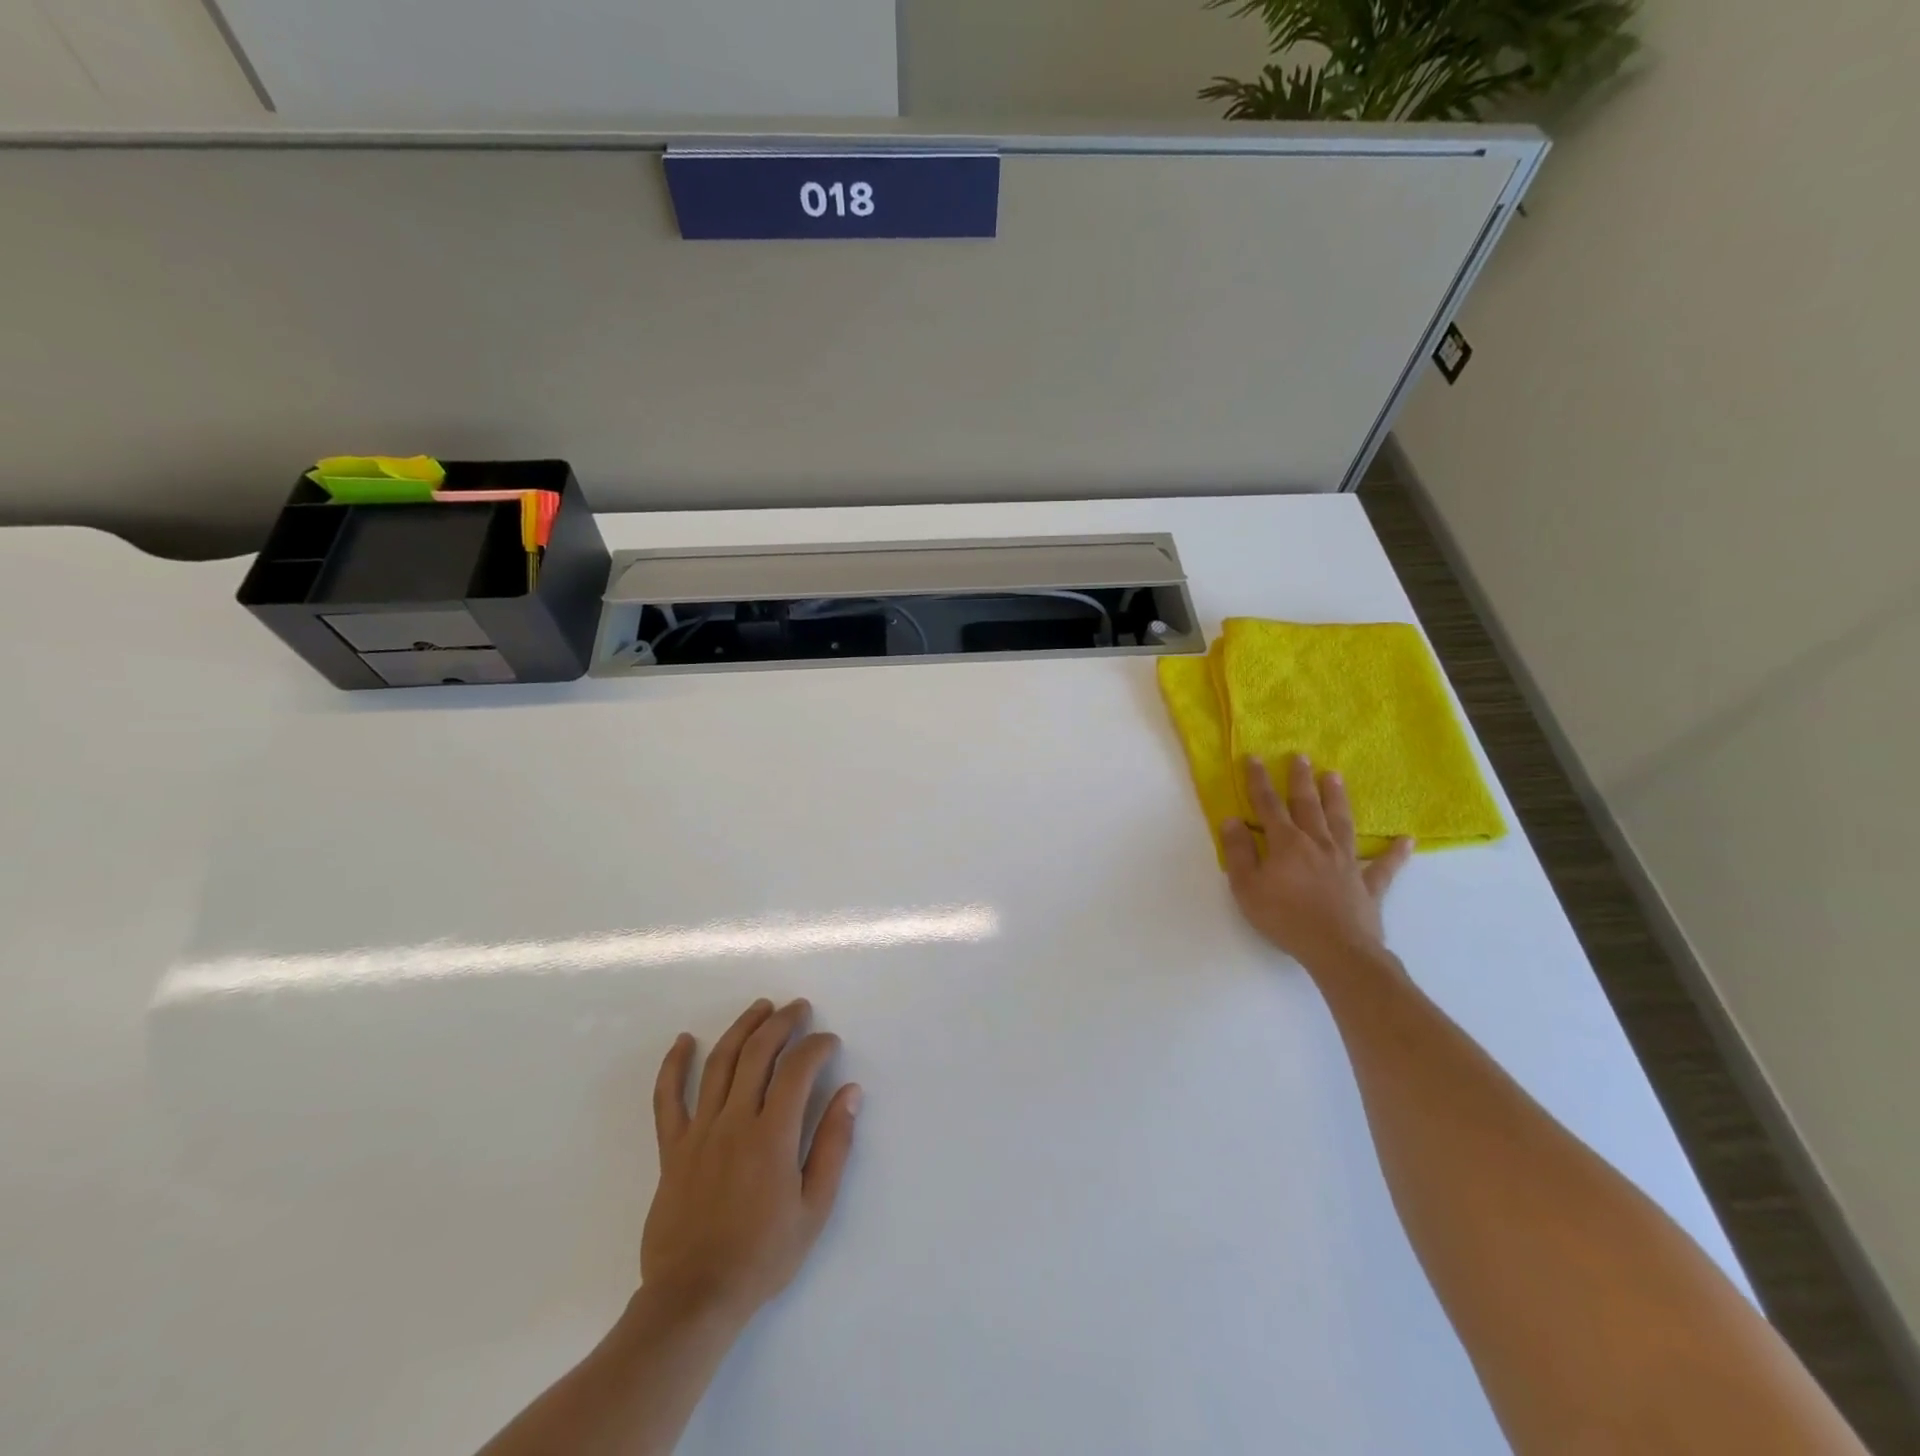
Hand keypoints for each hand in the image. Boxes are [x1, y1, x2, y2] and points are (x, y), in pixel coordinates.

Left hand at [641, 998, 860, 1326]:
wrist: (694, 1299)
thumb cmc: (763, 1256)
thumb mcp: (814, 1208)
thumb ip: (833, 1146)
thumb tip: (850, 1093)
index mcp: (772, 1136)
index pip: (798, 1069)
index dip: (817, 1047)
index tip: (829, 1043)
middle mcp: (734, 1121)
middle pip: (758, 1053)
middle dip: (783, 1023)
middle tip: (799, 1008)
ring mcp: (699, 1131)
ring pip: (719, 1063)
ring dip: (742, 1028)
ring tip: (760, 1008)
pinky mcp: (672, 1148)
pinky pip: (668, 1098)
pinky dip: (673, 1065)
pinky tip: (683, 1040)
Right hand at [1221, 755, 1413, 977]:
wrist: (1336, 950)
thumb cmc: (1284, 918)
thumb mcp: (1246, 887)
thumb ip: (1237, 852)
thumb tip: (1231, 820)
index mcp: (1286, 843)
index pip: (1268, 805)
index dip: (1258, 781)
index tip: (1254, 758)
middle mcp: (1317, 844)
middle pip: (1308, 805)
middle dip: (1301, 780)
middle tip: (1301, 756)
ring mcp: (1346, 862)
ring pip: (1341, 823)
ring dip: (1337, 799)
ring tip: (1335, 777)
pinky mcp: (1368, 885)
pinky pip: (1383, 866)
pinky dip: (1395, 853)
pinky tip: (1406, 840)